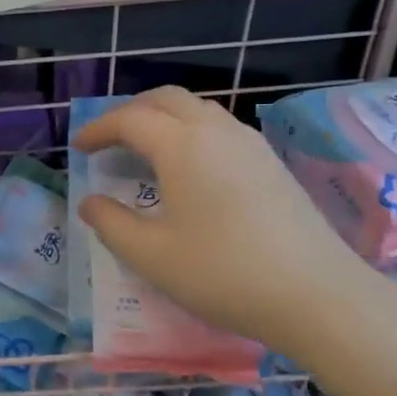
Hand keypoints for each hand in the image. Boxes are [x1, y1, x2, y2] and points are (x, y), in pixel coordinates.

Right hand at [73, 87, 378, 359]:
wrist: (318, 295)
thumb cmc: (223, 273)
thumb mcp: (151, 255)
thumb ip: (111, 224)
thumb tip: (90, 202)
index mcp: (182, 146)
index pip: (130, 120)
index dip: (98, 129)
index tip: (78, 148)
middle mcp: (217, 132)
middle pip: (166, 99)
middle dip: (130, 112)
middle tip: (108, 140)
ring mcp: (251, 144)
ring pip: (198, 109)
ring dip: (164, 119)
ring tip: (145, 150)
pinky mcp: (272, 164)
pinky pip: (221, 128)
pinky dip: (191, 132)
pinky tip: (190, 168)